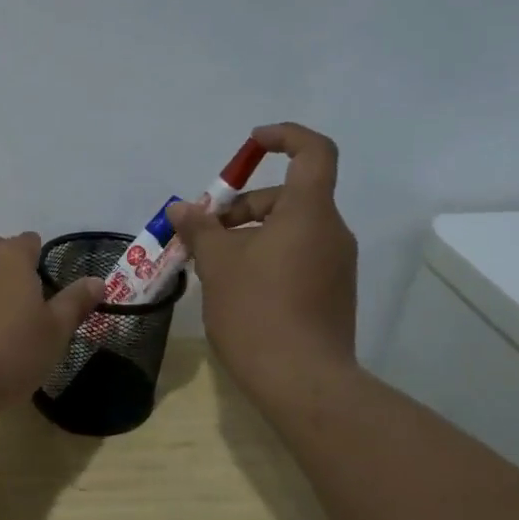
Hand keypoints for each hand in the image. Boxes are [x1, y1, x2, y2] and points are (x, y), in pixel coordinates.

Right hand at [166, 124, 358, 401]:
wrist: (302, 382)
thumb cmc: (257, 310)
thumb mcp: (218, 263)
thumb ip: (200, 229)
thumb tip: (182, 209)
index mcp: (309, 213)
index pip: (313, 152)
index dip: (284, 137)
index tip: (250, 145)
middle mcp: (331, 232)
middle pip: (288, 197)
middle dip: (242, 206)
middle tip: (204, 233)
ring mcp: (336, 265)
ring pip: (290, 230)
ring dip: (249, 235)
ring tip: (211, 265)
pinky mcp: (332, 293)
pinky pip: (297, 256)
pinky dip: (266, 257)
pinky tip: (235, 288)